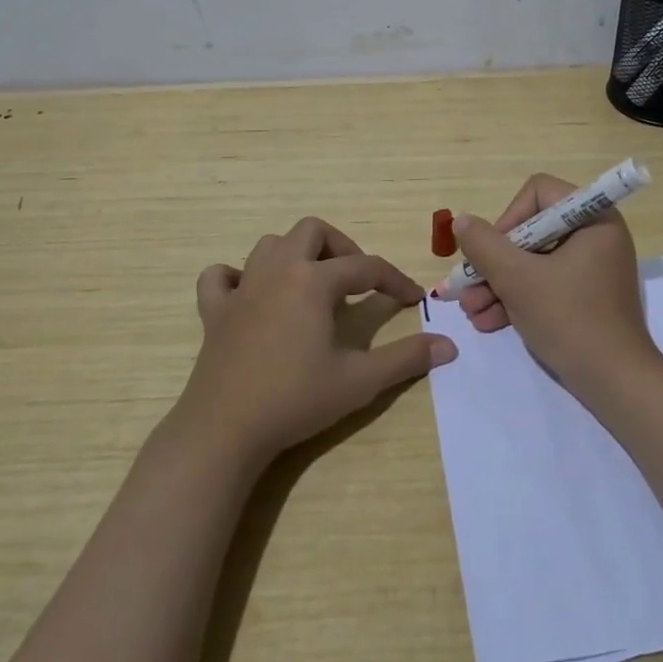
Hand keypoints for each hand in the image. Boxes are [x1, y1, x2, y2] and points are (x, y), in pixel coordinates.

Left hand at [177, 217, 456, 463]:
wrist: (225, 430)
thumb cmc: (296, 399)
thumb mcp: (360, 380)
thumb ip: (406, 358)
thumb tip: (448, 345)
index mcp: (314, 281)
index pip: (366, 267)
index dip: (395, 281)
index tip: (413, 299)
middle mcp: (277, 271)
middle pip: (312, 231)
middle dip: (341, 247)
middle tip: (356, 281)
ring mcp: (241, 288)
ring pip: (270, 245)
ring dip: (296, 254)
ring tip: (313, 285)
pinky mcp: (214, 311)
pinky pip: (219, 277)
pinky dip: (237, 277)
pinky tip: (252, 296)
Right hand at [449, 173, 656, 390]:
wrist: (615, 383)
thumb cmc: (570, 319)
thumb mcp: (518, 279)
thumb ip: (484, 245)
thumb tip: (462, 221)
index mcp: (593, 219)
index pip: (538, 193)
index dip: (508, 218)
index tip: (491, 253)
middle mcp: (595, 236)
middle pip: (531, 230)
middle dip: (494, 262)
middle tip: (467, 287)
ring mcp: (591, 268)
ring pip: (533, 261)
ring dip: (498, 284)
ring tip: (471, 312)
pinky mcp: (585, 296)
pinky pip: (544, 284)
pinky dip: (517, 299)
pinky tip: (488, 322)